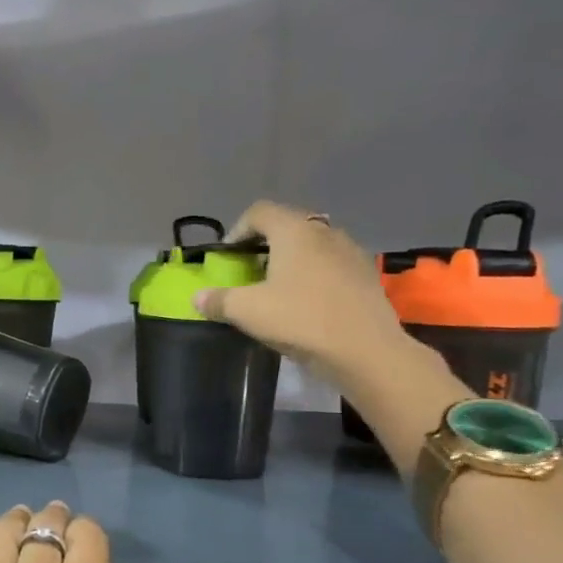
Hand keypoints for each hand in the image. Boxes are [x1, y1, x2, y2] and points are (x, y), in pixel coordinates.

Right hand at [193, 200, 408, 385]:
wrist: (366, 350)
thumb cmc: (301, 319)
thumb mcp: (247, 312)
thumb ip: (218, 300)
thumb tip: (197, 298)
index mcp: (294, 231)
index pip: (259, 212)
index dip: (237, 230)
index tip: (228, 257)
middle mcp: (324, 232)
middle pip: (287, 225)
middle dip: (264, 244)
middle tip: (249, 271)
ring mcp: (350, 251)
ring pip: (312, 245)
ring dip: (291, 259)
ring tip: (278, 287)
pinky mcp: (366, 274)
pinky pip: (332, 264)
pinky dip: (314, 274)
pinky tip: (307, 302)